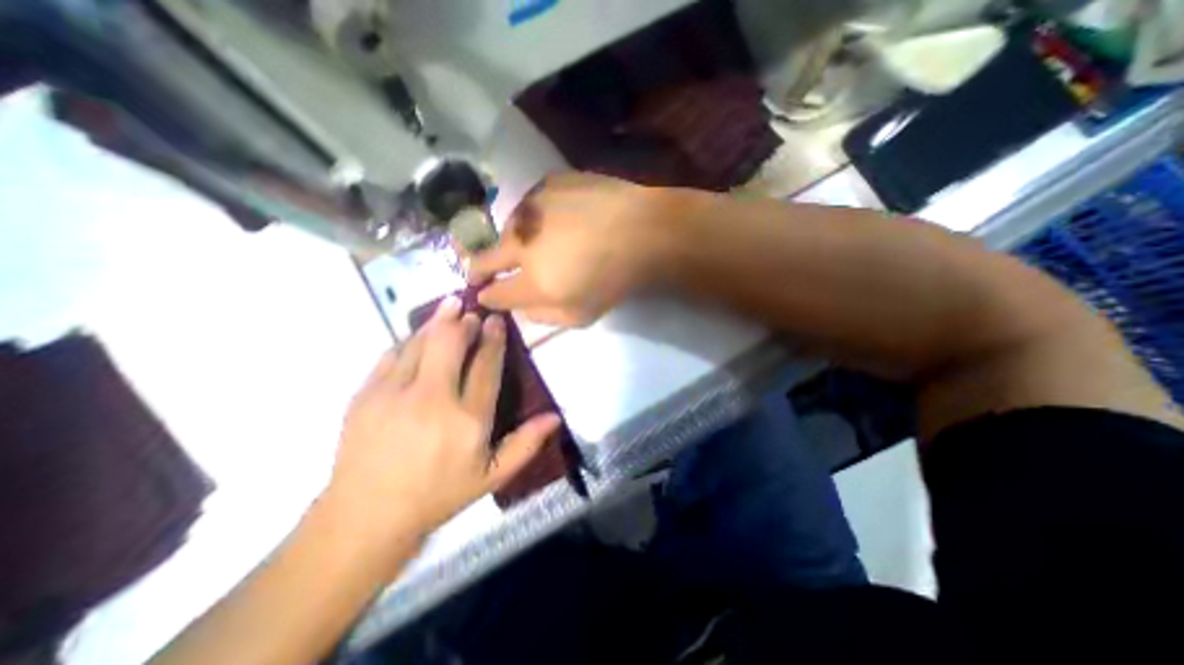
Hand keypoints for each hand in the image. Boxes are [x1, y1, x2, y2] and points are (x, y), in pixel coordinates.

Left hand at [325, 297, 560, 539]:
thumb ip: (525, 444)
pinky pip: (392, 354)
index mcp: (468, 420)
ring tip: (450, 308)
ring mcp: (395, 394)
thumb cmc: (439, 494)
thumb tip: (555, 417)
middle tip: (472, 310)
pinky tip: (418, 337)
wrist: (367, 516)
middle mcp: (432, 400)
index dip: (494, 338)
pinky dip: (410, 340)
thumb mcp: (491, 476)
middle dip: (464, 320)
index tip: (497, 320)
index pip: (486, 365)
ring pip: (421, 342)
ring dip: (438, 322)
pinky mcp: (366, 394)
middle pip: (451, 343)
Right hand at [469, 172, 679, 327]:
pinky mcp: (547, 184)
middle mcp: (523, 243)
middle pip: (486, 258)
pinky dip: (535, 217)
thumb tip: (520, 308)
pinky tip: (554, 219)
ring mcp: (532, 209)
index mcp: (532, 281)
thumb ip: (543, 316)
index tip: (484, 295)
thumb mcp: (581, 316)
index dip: (487, 296)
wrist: (643, 231)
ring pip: (508, 229)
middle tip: (479, 271)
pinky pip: (530, 205)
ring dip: (514, 240)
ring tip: (535, 242)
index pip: (495, 293)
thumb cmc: (615, 280)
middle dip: (478, 268)